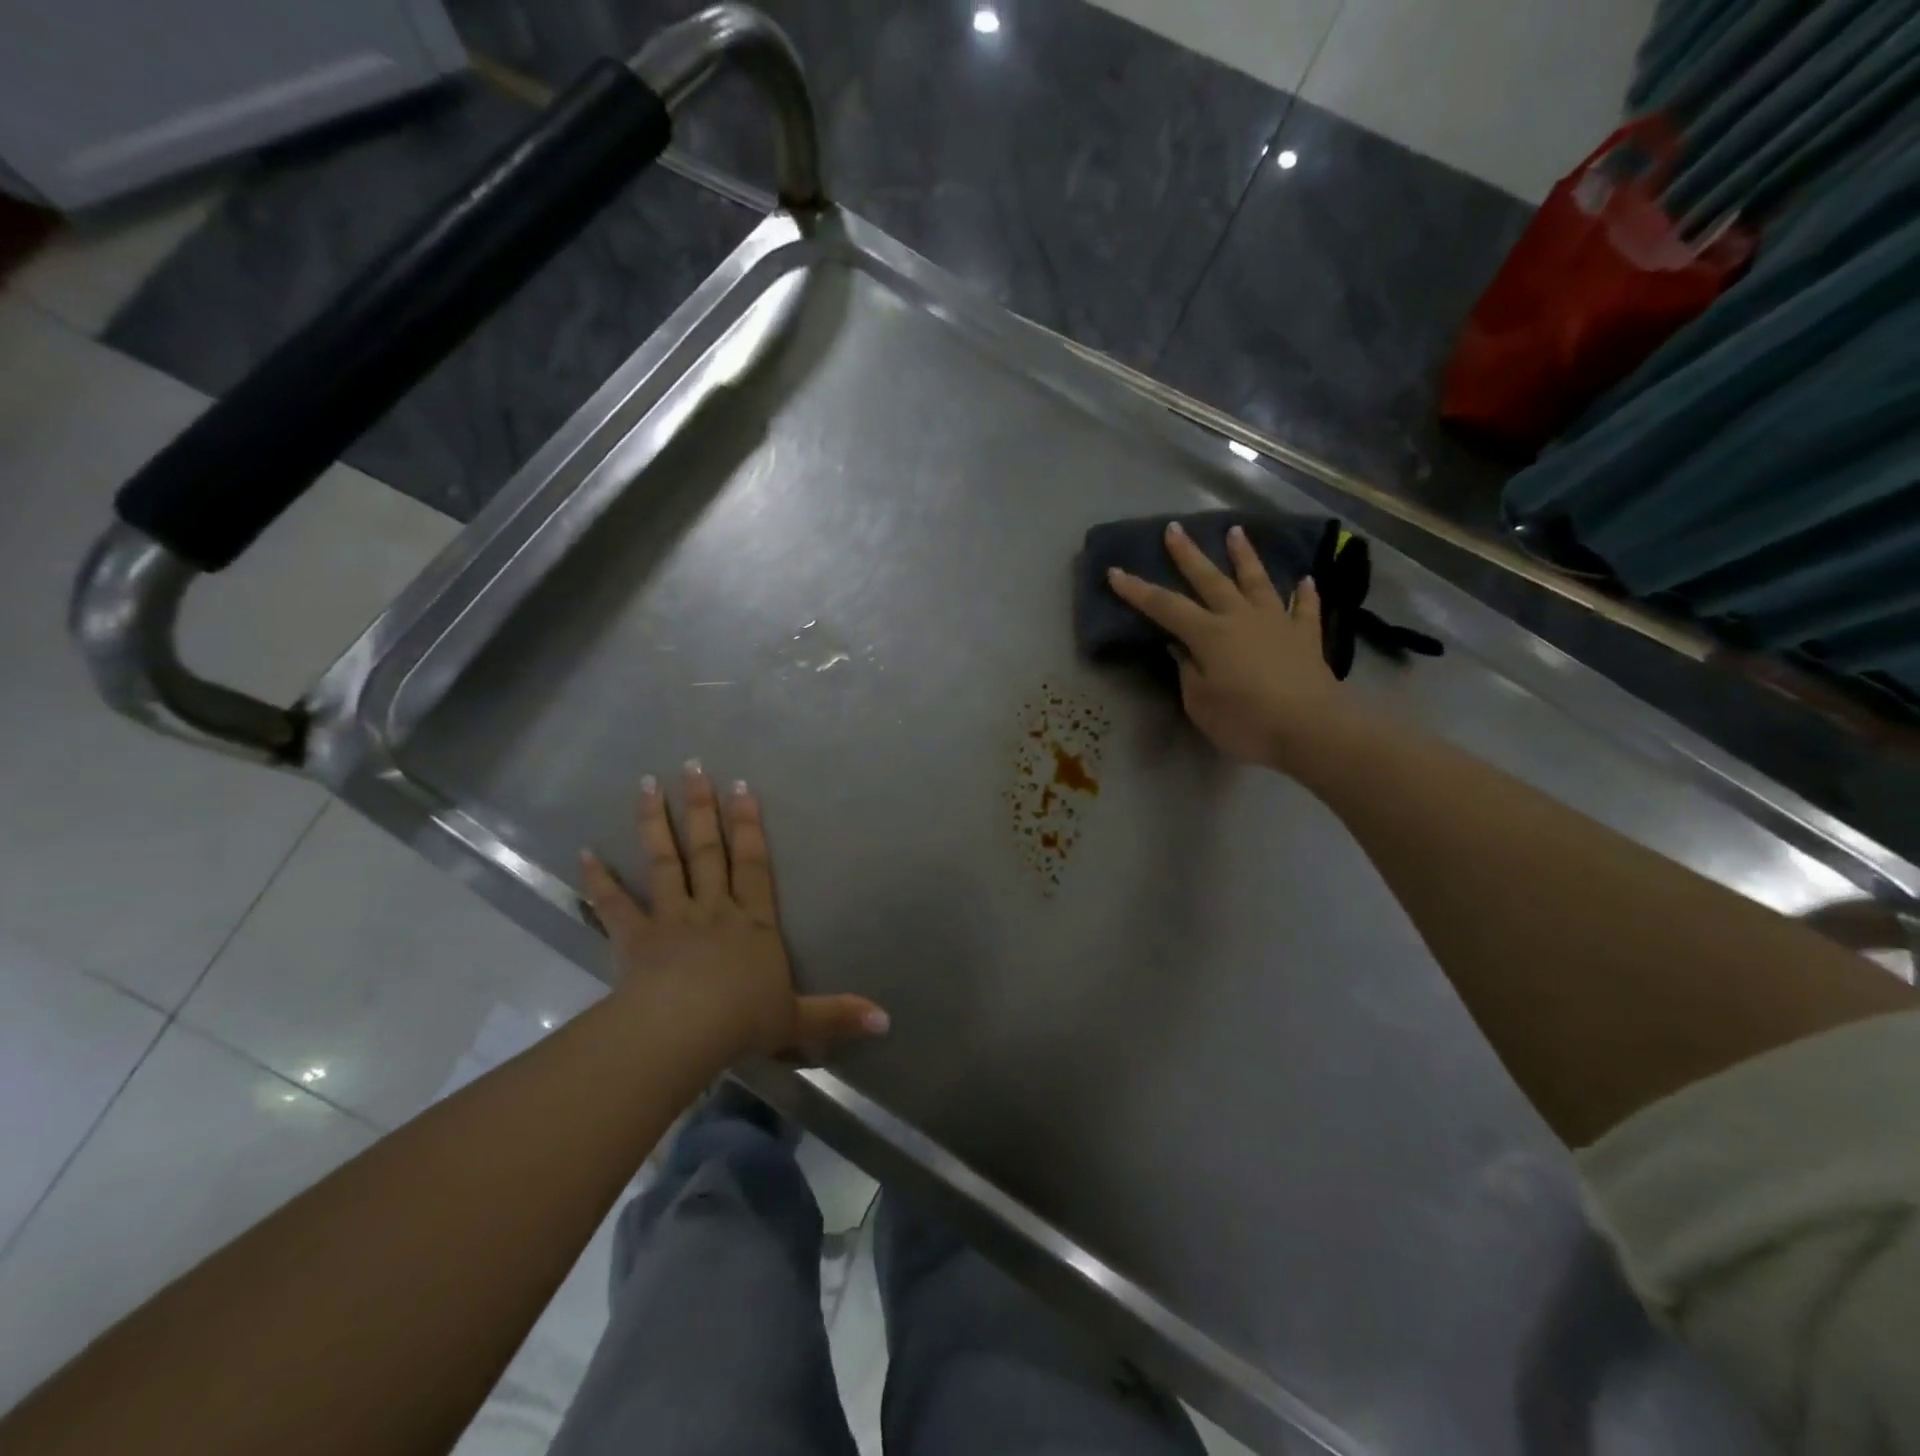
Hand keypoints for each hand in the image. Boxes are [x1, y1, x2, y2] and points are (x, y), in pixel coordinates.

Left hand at [581, 762, 889, 1064]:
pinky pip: (614, 905)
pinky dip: (598, 879)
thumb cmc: (743, 1021)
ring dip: (654, 822)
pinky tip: (584, 852)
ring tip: (645, 783)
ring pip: (664, 862)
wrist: (685, 1033)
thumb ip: (838, 1015)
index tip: (740, 786)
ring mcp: (671, 919)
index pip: (754, 864)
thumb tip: (887, 1020)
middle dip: (701, 807)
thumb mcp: (798, 1020)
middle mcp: (714, 910)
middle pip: (708, 850)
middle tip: (692, 766)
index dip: (749, 825)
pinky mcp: (635, 939)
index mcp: (753, 923)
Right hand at [1107, 520, 1348, 769]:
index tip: (1115, 572)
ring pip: (1257, 581)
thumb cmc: (1246, 720)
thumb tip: (1182, 648)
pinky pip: (1305, 609)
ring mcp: (1277, 623)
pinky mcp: (1306, 637)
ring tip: (1236, 531)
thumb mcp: (1200, 703)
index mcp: (1209, 634)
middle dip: (1188, 554)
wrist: (1312, 729)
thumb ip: (1188, 672)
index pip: (1164, 607)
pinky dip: (1304, 594)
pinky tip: (1305, 580)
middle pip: (1210, 579)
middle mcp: (1240, 617)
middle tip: (1174, 528)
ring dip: (1245, 556)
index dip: (1137, 590)